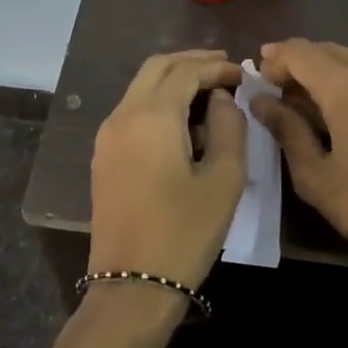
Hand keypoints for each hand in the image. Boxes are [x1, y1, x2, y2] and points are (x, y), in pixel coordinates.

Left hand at [88, 50, 246, 290]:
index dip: (217, 66)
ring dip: (174, 80)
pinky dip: (159, 102)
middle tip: (225, 69)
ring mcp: (107, 136)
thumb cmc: (185, 232)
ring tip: (210, 92)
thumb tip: (222, 98)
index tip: (243, 73)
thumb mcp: (223, 179)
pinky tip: (184, 121)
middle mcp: (122, 116)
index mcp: (151, 116)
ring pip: (141, 87)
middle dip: (192, 62)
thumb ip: (229, 127)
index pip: (186, 71)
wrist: (133, 284)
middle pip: (157, 68)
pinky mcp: (104, 156)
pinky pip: (132, 111)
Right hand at [254, 39, 347, 329]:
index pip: (300, 52)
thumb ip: (286, 129)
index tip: (254, 80)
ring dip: (322, 72)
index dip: (273, 60)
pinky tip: (335, 111)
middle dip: (296, 64)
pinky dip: (347, 82)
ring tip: (300, 103)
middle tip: (272, 89)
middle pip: (326, 51)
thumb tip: (260, 101)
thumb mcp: (315, 175)